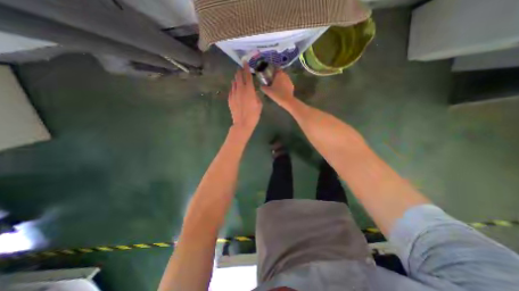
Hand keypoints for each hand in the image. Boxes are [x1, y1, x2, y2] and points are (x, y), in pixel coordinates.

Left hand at [228, 63, 261, 135]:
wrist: (242, 123)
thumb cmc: (253, 115)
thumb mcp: (259, 104)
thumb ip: (257, 95)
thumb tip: (254, 91)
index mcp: (249, 90)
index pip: (247, 75)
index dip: (246, 67)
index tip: (244, 61)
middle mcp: (240, 89)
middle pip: (238, 77)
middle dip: (240, 71)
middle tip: (241, 69)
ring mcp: (233, 94)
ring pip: (234, 83)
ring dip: (236, 79)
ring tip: (238, 77)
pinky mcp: (230, 99)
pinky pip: (231, 90)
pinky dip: (233, 87)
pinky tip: (235, 88)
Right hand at [259, 69, 295, 109]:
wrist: (287, 101)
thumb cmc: (276, 94)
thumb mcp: (267, 91)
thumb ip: (263, 87)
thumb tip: (262, 85)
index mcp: (279, 74)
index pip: (275, 68)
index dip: (272, 71)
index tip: (269, 75)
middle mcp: (285, 75)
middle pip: (280, 73)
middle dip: (276, 77)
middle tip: (272, 82)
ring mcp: (289, 80)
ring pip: (283, 78)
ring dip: (280, 81)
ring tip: (276, 87)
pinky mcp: (292, 86)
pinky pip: (286, 84)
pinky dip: (284, 86)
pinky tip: (281, 91)